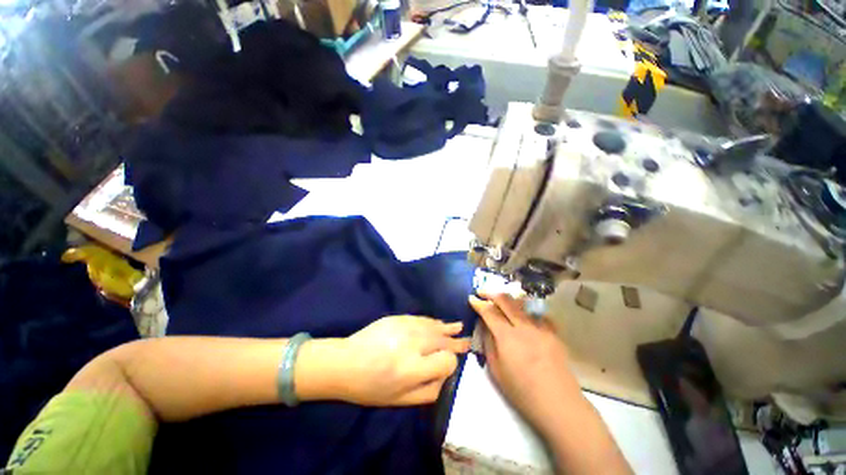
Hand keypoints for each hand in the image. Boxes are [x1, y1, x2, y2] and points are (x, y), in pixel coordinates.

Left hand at [314, 316, 470, 405]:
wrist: (345, 363)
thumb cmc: (371, 387)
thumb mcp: (400, 400)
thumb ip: (429, 391)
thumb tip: (446, 376)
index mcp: (413, 368)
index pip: (446, 361)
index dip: (451, 363)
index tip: (449, 366)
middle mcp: (412, 344)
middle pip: (442, 341)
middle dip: (456, 343)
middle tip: (467, 342)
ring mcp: (405, 326)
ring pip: (434, 326)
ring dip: (448, 329)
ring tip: (459, 328)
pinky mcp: (397, 317)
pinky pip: (421, 319)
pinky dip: (433, 322)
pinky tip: (439, 323)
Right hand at [469, 293, 580, 434]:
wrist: (558, 404)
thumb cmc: (522, 391)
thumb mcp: (496, 370)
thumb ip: (488, 343)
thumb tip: (484, 325)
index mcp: (507, 337)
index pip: (489, 312)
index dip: (479, 303)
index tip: (472, 298)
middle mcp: (524, 326)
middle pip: (506, 300)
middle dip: (491, 293)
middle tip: (482, 292)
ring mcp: (541, 328)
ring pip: (522, 303)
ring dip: (509, 299)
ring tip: (502, 301)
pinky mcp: (554, 333)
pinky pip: (538, 314)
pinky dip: (528, 311)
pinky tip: (525, 316)